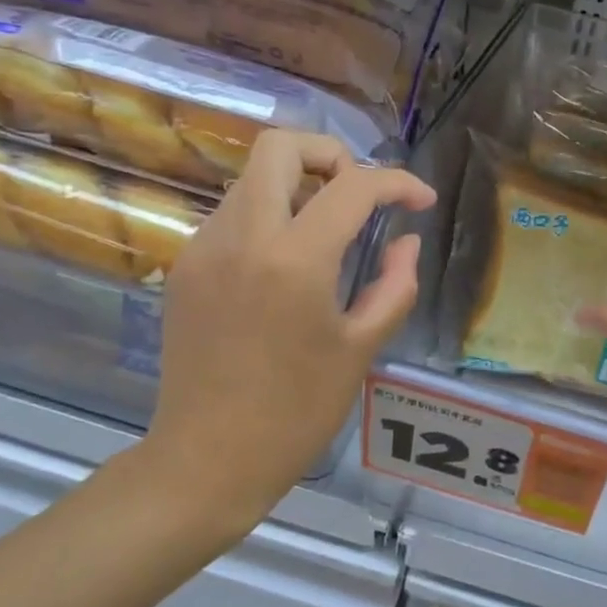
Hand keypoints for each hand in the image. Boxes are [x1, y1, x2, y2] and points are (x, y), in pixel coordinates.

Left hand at [142, 131, 435, 541]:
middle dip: (330, 154)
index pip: (353, 187)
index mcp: (295, 260)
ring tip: (328, 233)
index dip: (398, 183)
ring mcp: (204, 248)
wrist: (207, 460)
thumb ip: (394, 285)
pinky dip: (269, 216)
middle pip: (279, 147)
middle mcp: (242, 237)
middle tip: (358, 195)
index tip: (421, 202)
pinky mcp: (184, 267)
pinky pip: (233, 215)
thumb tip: (405, 243)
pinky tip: (287, 265)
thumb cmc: (296, 413)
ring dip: (297, 186)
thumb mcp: (361, 349)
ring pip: (252, 179)